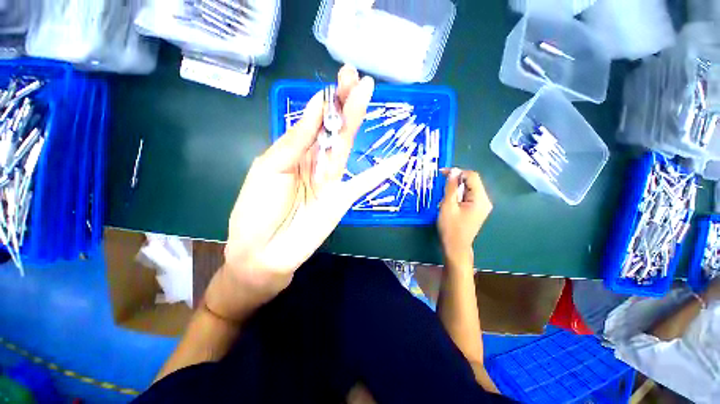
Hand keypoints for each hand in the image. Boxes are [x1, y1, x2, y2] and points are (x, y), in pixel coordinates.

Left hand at [205, 66, 407, 320]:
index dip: (327, 100)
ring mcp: (332, 181)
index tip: (340, 78)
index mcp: (295, 153)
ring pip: (347, 147)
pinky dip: (381, 173)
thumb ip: (295, 140)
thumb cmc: (258, 209)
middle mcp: (315, 162)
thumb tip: (317, 105)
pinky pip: (365, 183)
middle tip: (357, 78)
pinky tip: (399, 160)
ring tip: (367, 95)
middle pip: (334, 129)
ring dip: (357, 122)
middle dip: (345, 103)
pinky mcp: (343, 199)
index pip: (315, 121)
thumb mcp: (270, 168)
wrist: (264, 251)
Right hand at [438, 168, 491, 266]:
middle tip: (441, 185)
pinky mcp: (476, 210)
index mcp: (480, 199)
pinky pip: (467, 196)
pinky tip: (449, 201)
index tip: (442, 173)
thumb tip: (453, 171)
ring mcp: (481, 206)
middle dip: (456, 181)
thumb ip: (450, 187)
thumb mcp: (448, 206)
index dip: (457, 172)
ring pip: (468, 189)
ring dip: (455, 189)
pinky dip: (457, 195)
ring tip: (443, 196)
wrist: (456, 248)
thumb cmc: (451, 228)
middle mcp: (485, 200)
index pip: (472, 176)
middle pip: (471, 182)